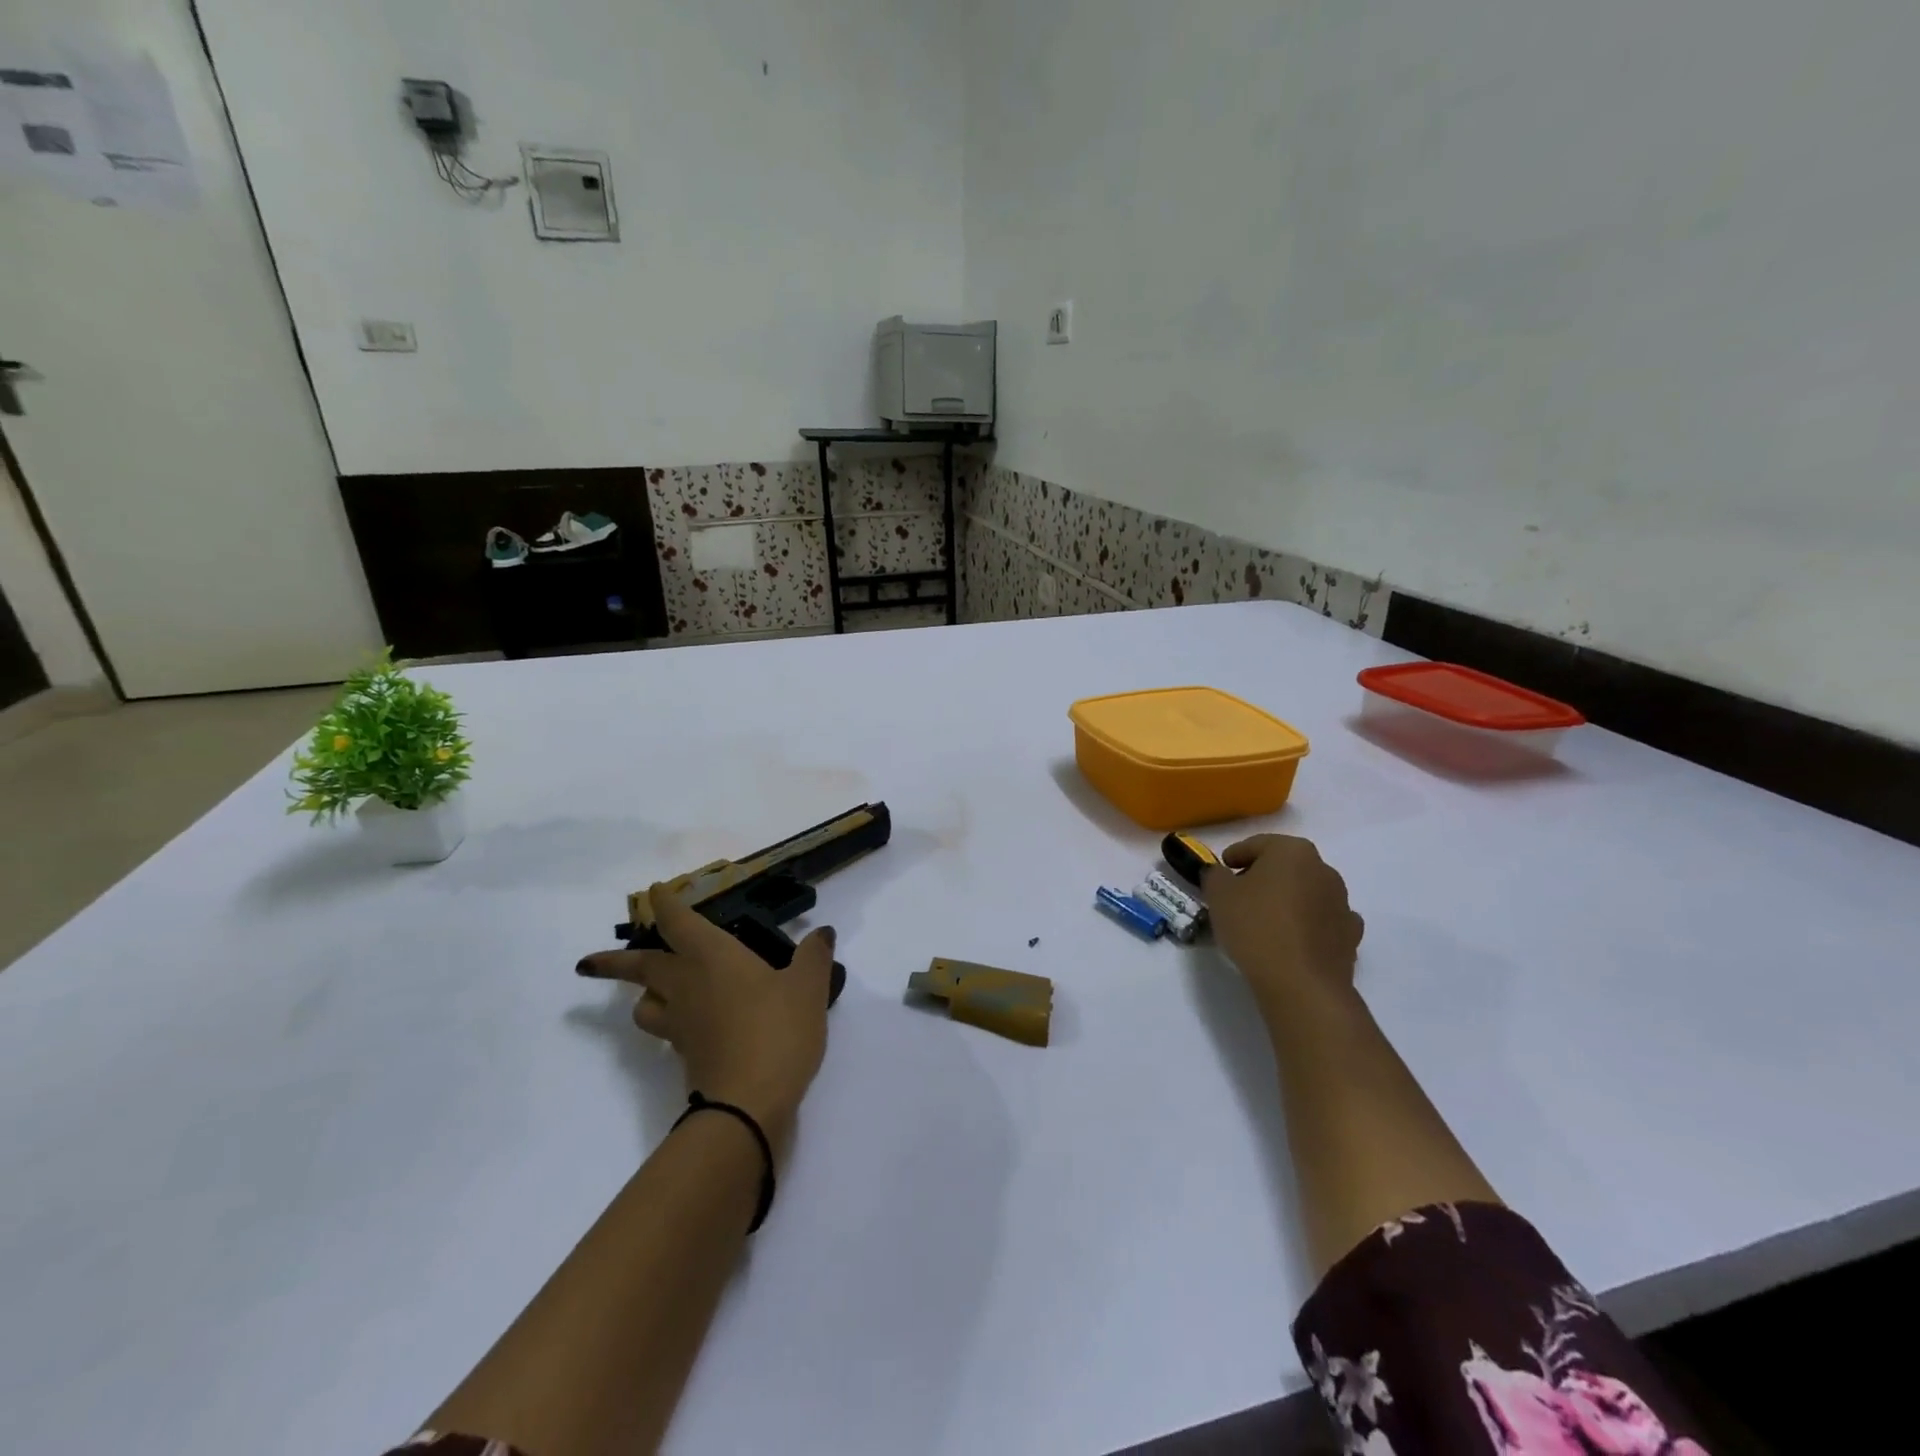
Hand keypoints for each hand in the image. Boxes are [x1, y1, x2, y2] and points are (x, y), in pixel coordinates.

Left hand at [577, 884, 833, 1148]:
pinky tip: (691, 1026)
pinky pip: (667, 1031)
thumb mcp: (808, 987)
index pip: (678, 922)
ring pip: (644, 1006)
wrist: (748, 1105)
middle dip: (614, 962)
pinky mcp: (684, 1057)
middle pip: (641, 967)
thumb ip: (814, 956)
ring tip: (653, 995)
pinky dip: (671, 1023)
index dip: (665, 904)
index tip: (653, 892)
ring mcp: (680, 1025)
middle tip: (586, 963)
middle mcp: (686, 984)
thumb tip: (822, 933)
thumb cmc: (776, 1030)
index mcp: (711, 956)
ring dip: (642, 996)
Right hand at [1203, 835, 1364, 1014]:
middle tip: (1239, 896)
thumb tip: (1220, 874)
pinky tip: (1292, 939)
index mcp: (1292, 851)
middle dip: (1263, 877)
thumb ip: (1214, 875)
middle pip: (1285, 866)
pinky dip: (1308, 924)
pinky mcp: (1351, 935)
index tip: (1221, 871)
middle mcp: (1323, 869)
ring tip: (1264, 921)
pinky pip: (1323, 920)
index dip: (1235, 856)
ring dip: (1288, 900)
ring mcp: (1343, 902)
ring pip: (1306, 892)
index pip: (1257, 844)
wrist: (1301, 983)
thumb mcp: (1218, 895)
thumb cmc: (1255, 927)